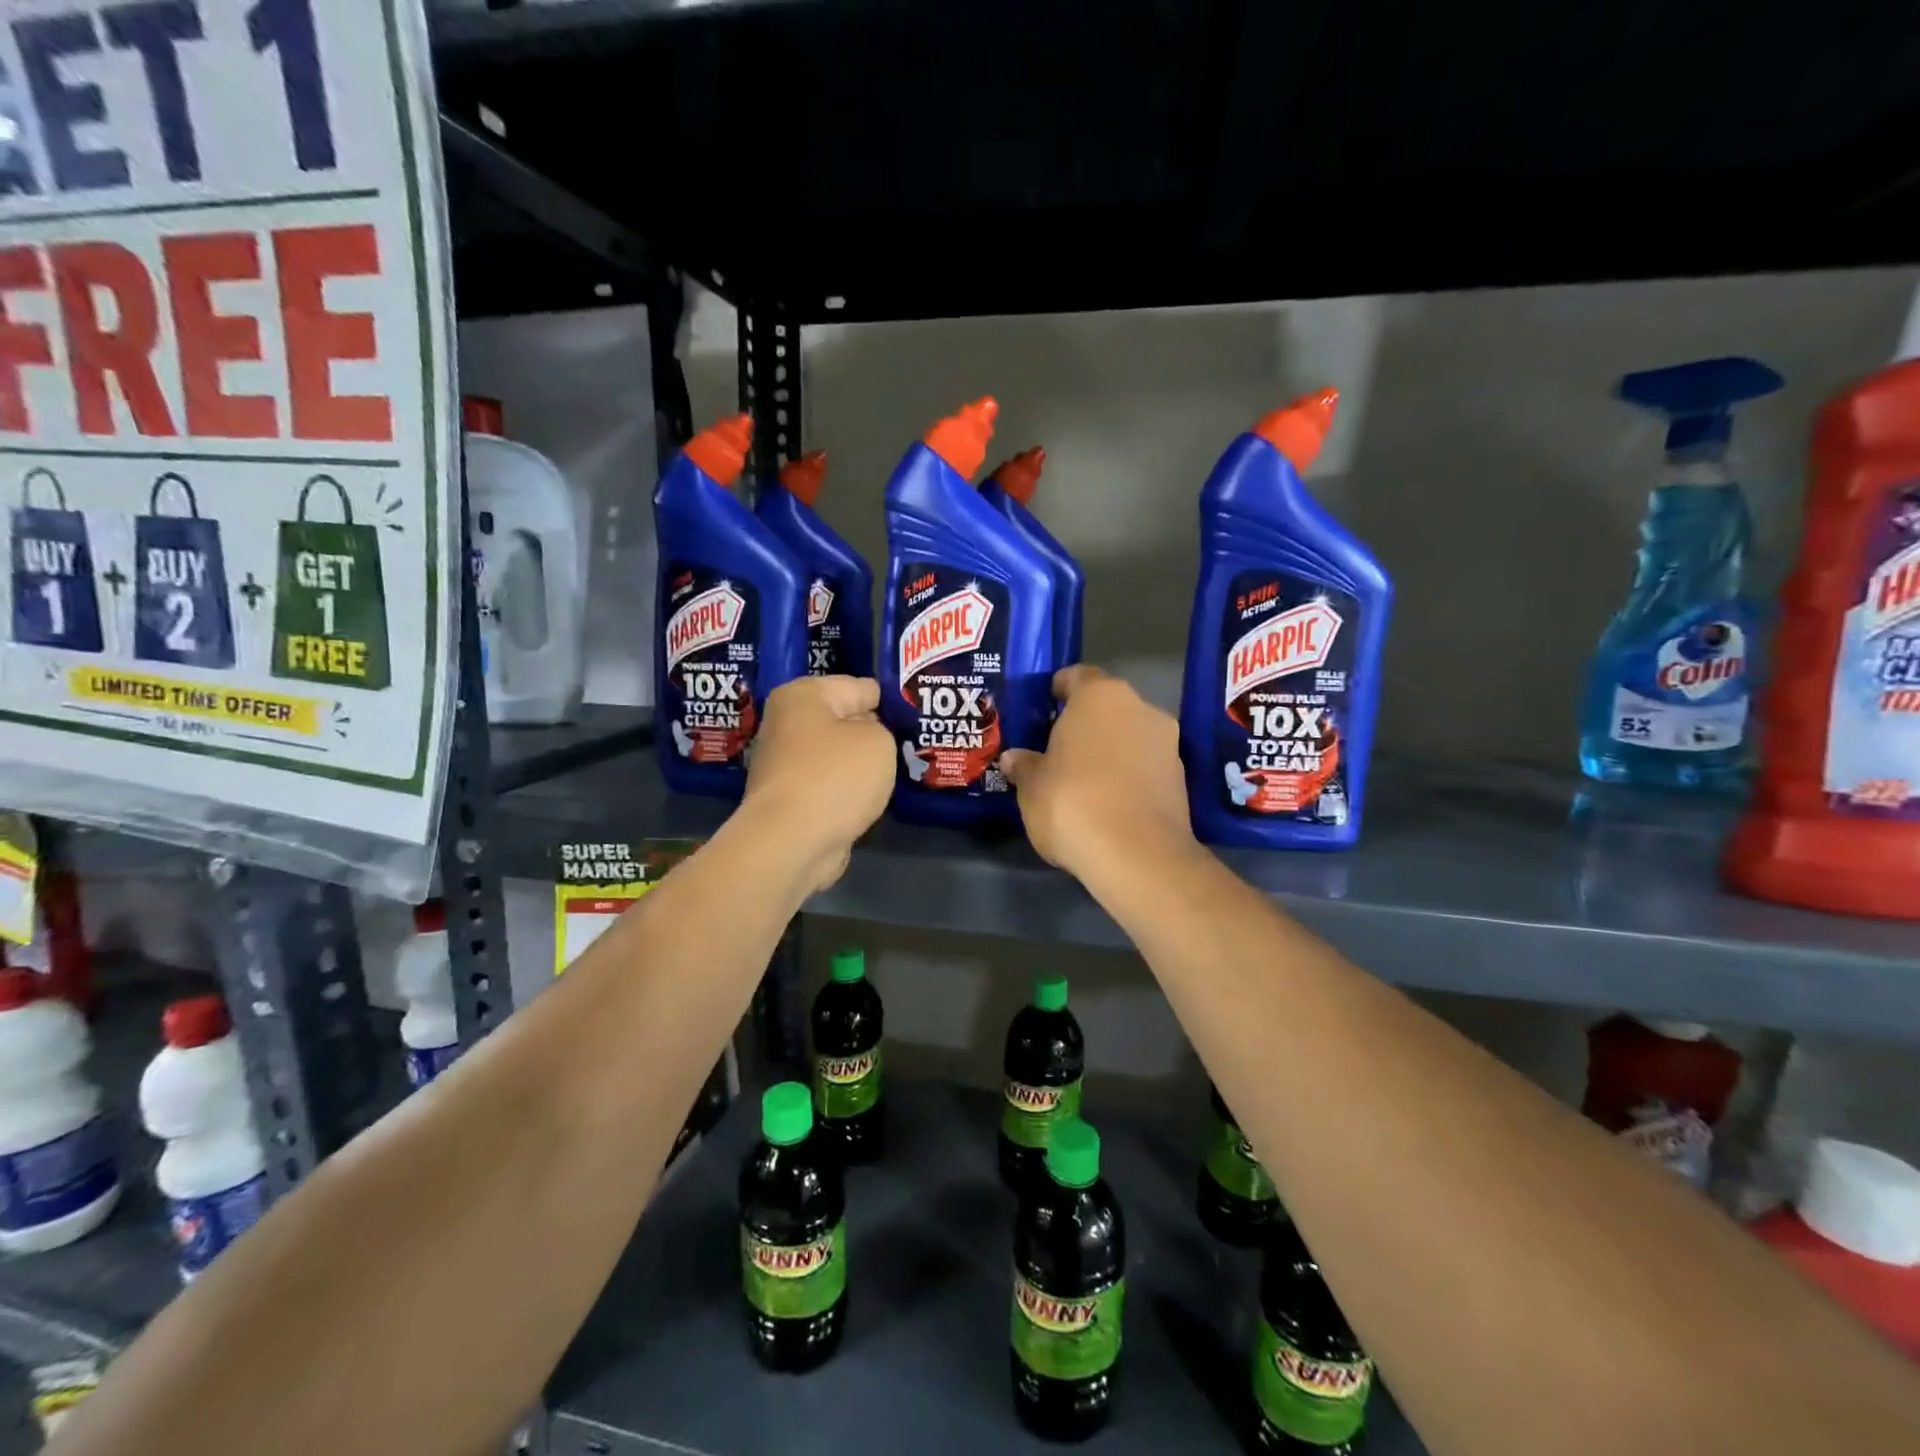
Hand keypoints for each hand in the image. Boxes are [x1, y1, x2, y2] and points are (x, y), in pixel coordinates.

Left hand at [743, 675, 894, 891]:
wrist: (791, 842)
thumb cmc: (836, 777)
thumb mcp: (879, 741)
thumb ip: (881, 729)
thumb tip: (865, 739)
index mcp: (802, 695)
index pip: (859, 687)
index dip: (889, 701)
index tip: (913, 715)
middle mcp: (785, 723)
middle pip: (842, 720)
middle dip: (871, 733)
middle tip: (907, 744)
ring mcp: (782, 763)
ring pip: (835, 756)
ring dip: (857, 765)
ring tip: (891, 773)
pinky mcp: (786, 799)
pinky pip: (827, 785)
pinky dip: (844, 792)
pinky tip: (866, 800)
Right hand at [1001, 666, 1195, 879]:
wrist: (1138, 855)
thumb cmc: (1072, 803)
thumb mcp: (1032, 787)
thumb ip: (1025, 766)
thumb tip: (1014, 758)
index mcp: (1099, 696)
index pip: (1077, 676)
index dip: (1059, 690)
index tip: (1045, 707)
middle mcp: (1139, 707)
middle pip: (1107, 706)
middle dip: (1085, 723)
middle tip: (1059, 747)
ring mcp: (1167, 742)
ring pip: (1130, 735)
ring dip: (1110, 749)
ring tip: (1084, 778)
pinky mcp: (1181, 778)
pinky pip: (1146, 766)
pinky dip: (1129, 775)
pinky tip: (1109, 801)